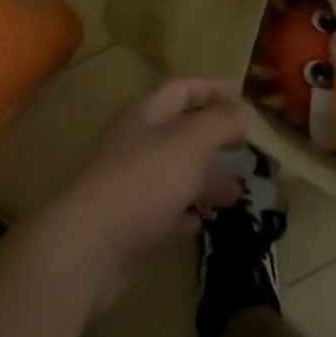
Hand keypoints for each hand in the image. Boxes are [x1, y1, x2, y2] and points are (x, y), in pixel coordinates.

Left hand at [45, 79, 248, 311]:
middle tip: (246, 149)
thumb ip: (220, 122)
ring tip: (238, 192)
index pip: (182, 87)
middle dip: (214, 137)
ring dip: (206, 177)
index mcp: (147, 113)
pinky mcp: (129, 223)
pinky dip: (185, 212)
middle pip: (180, 130)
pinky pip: (164, 210)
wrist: (89, 248)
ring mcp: (131, 183)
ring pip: (175, 171)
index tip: (244, 98)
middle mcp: (137, 142)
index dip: (212, 89)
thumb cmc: (144, 182)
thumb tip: (245, 107)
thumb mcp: (190, 143)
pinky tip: (203, 222)